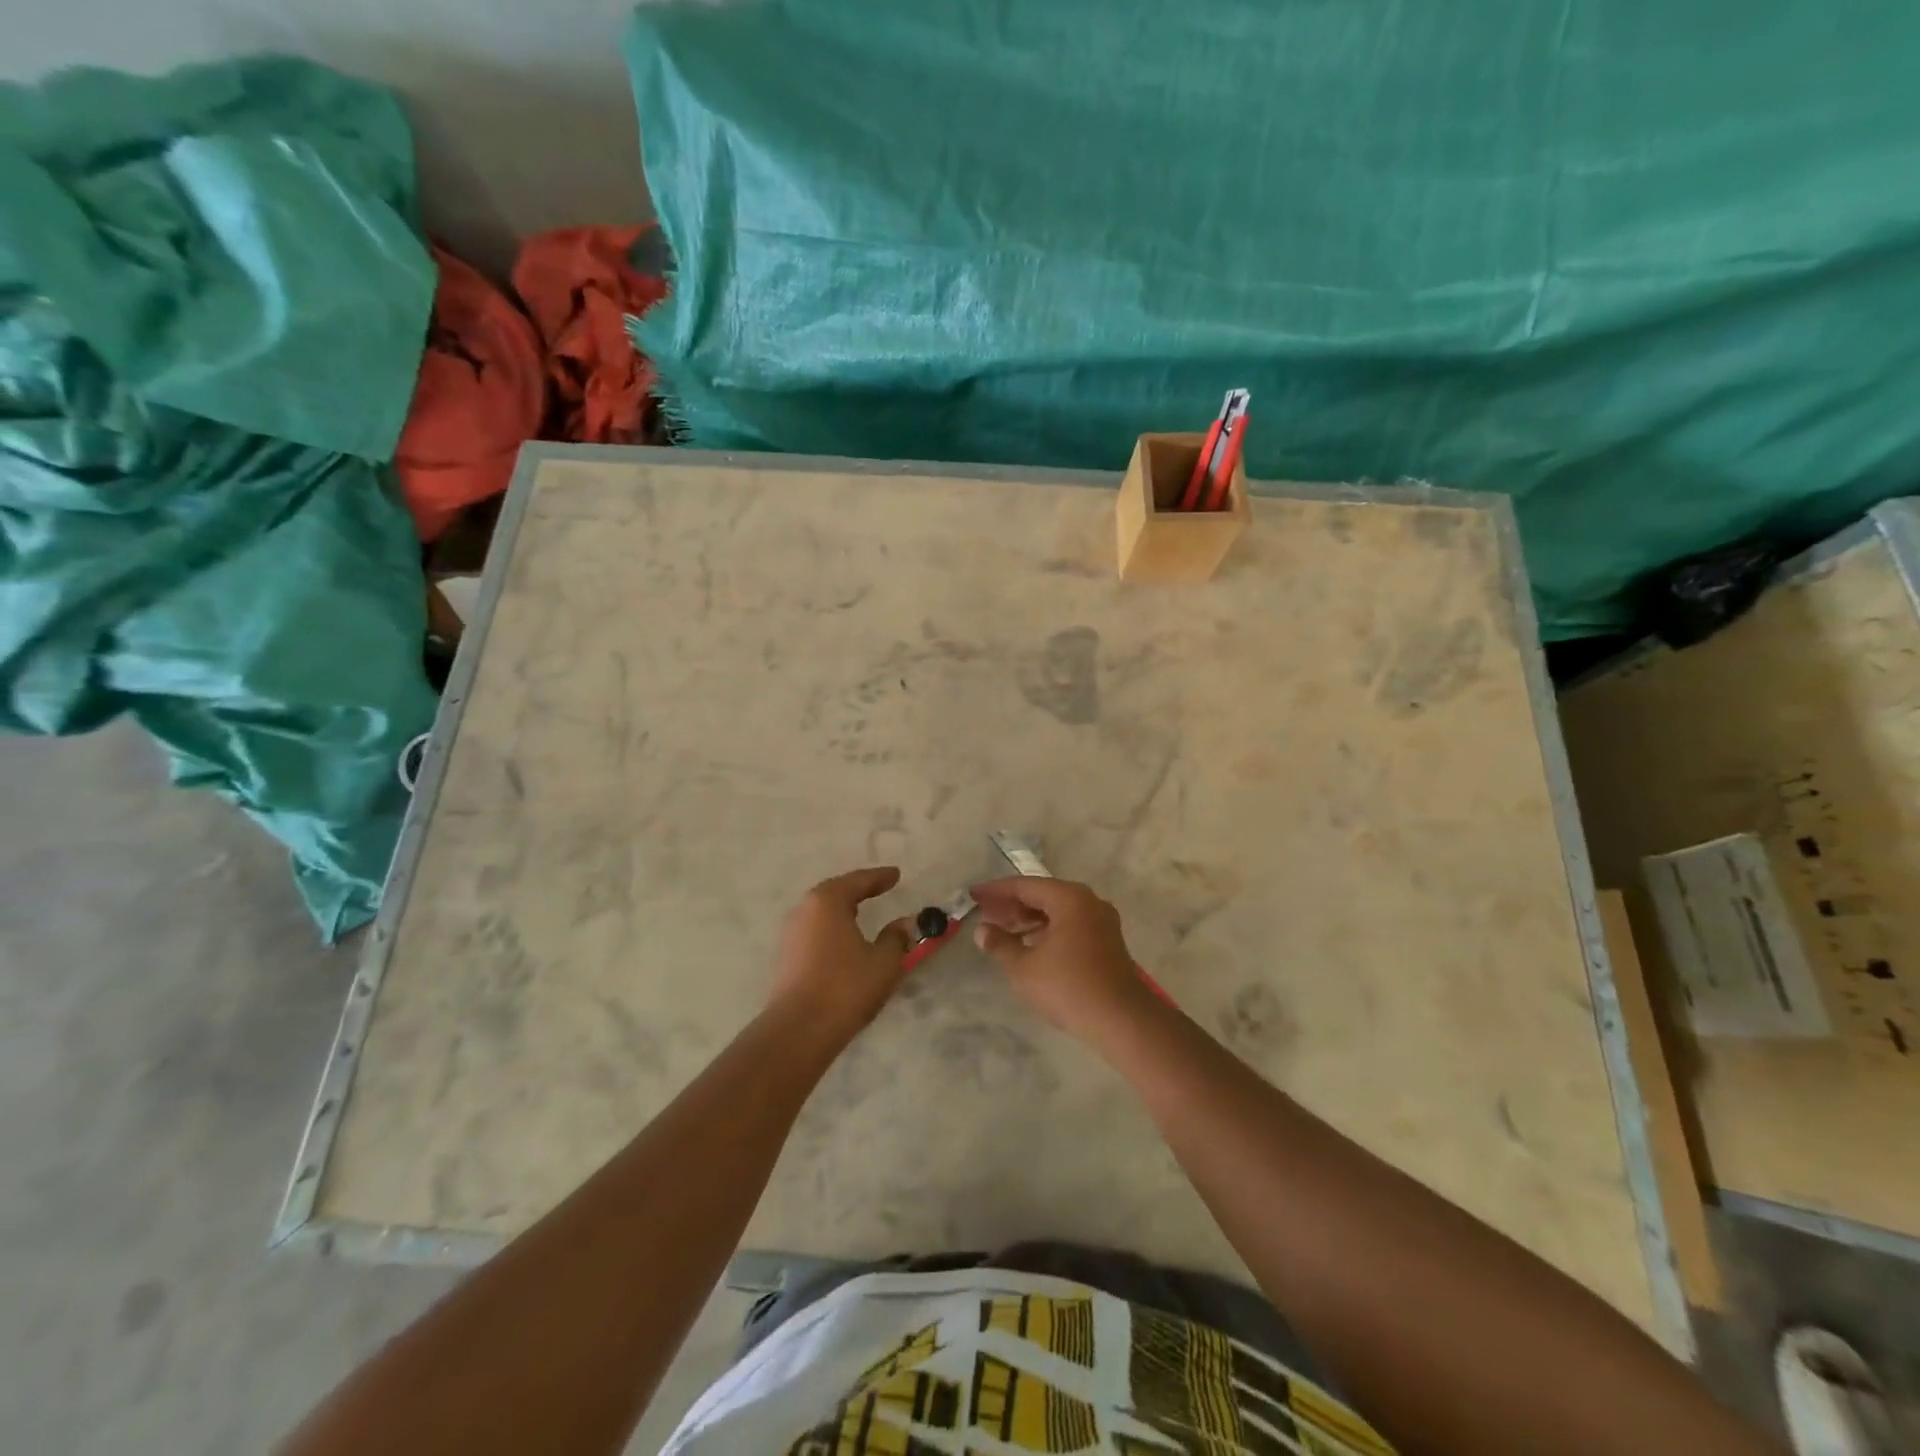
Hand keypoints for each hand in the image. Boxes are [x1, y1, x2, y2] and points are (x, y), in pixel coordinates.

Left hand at [766, 867, 913, 1043]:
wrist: (798, 1031)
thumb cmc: (846, 987)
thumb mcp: (883, 962)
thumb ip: (896, 938)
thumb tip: (904, 924)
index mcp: (827, 901)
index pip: (858, 881)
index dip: (880, 877)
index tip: (896, 874)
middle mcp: (804, 910)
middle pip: (835, 892)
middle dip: (858, 889)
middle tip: (878, 888)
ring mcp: (790, 934)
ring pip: (821, 912)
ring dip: (842, 910)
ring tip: (861, 912)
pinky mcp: (786, 957)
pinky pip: (814, 931)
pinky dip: (832, 928)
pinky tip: (843, 939)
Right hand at [969, 877, 1153, 1040]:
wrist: (1121, 1019)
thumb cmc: (1068, 987)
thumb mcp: (1024, 967)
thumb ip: (1000, 944)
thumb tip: (982, 930)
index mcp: (1069, 898)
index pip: (1024, 885)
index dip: (996, 890)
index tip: (974, 895)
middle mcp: (1088, 901)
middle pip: (1043, 894)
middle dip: (1012, 904)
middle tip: (985, 915)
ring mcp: (1101, 921)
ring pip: (1057, 910)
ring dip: (1029, 918)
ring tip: (1003, 931)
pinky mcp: (1107, 940)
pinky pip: (1070, 923)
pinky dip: (1047, 929)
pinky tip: (1030, 945)